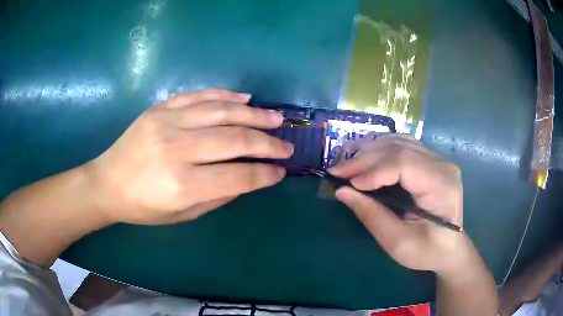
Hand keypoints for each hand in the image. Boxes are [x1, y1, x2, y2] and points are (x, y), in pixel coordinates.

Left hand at [86, 89, 292, 224]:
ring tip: (275, 118)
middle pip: (234, 140)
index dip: (264, 174)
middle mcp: (176, 149)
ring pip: (221, 112)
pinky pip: (199, 96)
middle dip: (267, 143)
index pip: (237, 176)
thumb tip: (249, 177)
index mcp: (181, 185)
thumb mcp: (182, 214)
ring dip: (254, 115)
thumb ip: (218, 195)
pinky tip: (245, 98)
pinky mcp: (160, 108)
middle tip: (286, 145)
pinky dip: (225, 95)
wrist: (108, 182)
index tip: (280, 171)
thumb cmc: (144, 207)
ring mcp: (167, 122)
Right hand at [330, 134, 470, 273]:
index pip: (404, 163)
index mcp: (441, 185)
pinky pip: (402, 145)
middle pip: (399, 148)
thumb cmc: (427, 251)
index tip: (347, 183)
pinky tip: (365, 158)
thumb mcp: (398, 243)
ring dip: (369, 150)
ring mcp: (437, 159)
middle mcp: (442, 164)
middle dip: (365, 158)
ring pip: (399, 141)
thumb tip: (342, 192)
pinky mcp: (430, 160)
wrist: (450, 248)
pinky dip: (379, 150)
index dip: (373, 170)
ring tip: (346, 162)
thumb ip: (372, 216)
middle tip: (337, 170)